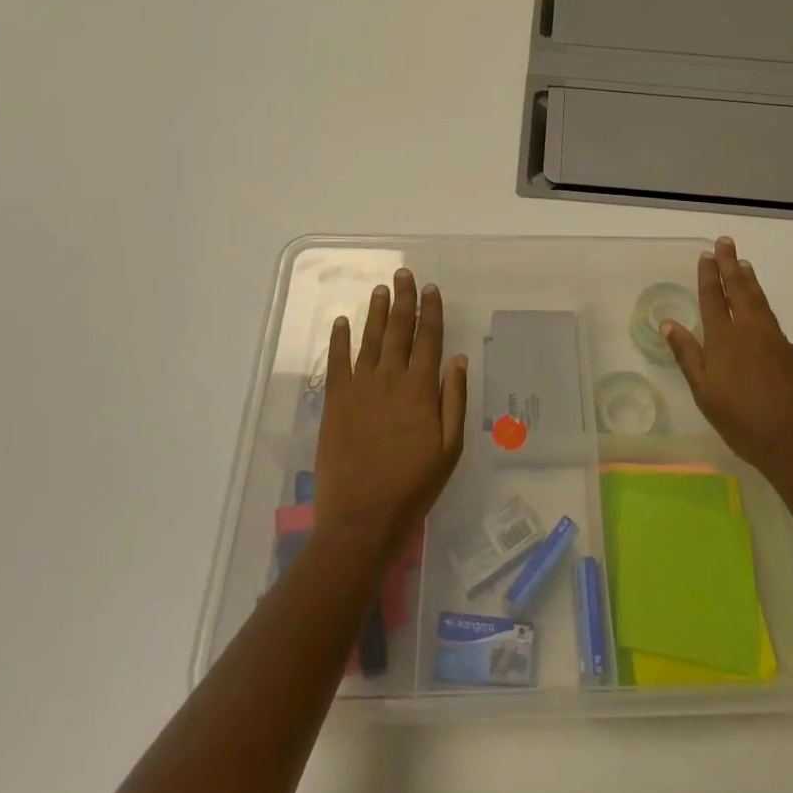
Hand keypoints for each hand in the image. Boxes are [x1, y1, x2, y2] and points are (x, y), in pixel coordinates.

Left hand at [314, 269, 467, 563]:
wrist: (361, 518)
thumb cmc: (413, 486)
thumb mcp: (449, 449)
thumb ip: (454, 400)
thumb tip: (457, 358)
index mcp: (421, 388)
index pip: (428, 338)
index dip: (431, 311)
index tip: (431, 288)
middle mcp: (390, 378)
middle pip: (398, 330)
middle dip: (403, 299)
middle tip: (403, 274)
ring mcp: (360, 387)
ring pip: (370, 338)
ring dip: (376, 312)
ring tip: (380, 289)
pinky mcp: (335, 401)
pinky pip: (337, 361)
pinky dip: (339, 339)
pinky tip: (342, 321)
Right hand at [664, 237, 792, 489]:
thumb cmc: (744, 422)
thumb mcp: (705, 393)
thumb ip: (687, 356)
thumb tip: (668, 323)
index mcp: (725, 339)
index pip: (714, 298)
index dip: (709, 275)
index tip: (707, 254)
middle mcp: (751, 331)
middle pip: (740, 290)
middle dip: (730, 265)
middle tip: (726, 242)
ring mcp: (778, 342)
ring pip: (761, 302)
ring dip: (750, 281)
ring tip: (745, 265)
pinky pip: (775, 327)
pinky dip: (765, 313)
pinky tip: (763, 320)